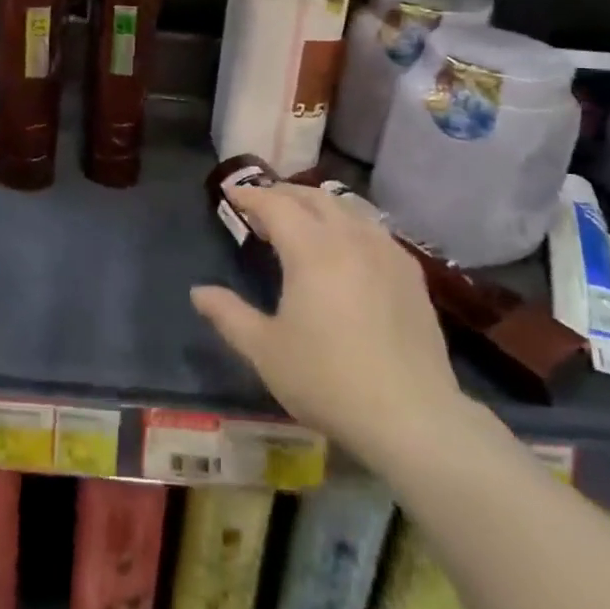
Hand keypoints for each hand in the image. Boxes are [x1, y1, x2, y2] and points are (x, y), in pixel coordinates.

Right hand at [191, 183, 470, 464]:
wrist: (411, 416)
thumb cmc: (327, 380)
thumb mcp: (265, 351)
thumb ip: (228, 315)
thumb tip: (198, 292)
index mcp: (312, 249)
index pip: (276, 205)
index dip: (251, 195)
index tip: (232, 193)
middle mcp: (350, 237)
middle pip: (314, 197)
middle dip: (284, 193)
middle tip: (262, 203)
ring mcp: (387, 251)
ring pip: (348, 208)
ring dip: (318, 204)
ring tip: (302, 217)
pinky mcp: (410, 272)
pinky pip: (373, 229)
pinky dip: (349, 222)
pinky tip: (347, 244)